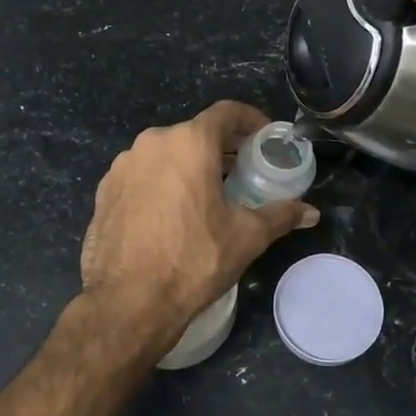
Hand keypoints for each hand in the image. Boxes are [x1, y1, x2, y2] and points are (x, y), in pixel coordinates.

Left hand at [80, 101, 318, 351]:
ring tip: (208, 195)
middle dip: (222, 148)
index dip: (252, 121)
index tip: (266, 139)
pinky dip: (162, 183)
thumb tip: (311, 212)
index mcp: (188, 143)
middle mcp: (152, 143)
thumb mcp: (246, 237)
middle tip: (243, 172)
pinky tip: (172, 214)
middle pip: (195, 133)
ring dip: (189, 166)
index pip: (227, 113)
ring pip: (166, 154)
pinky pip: (142, 175)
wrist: (127, 302)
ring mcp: (122, 166)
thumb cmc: (193, 260)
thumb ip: (280, 216)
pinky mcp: (104, 191)